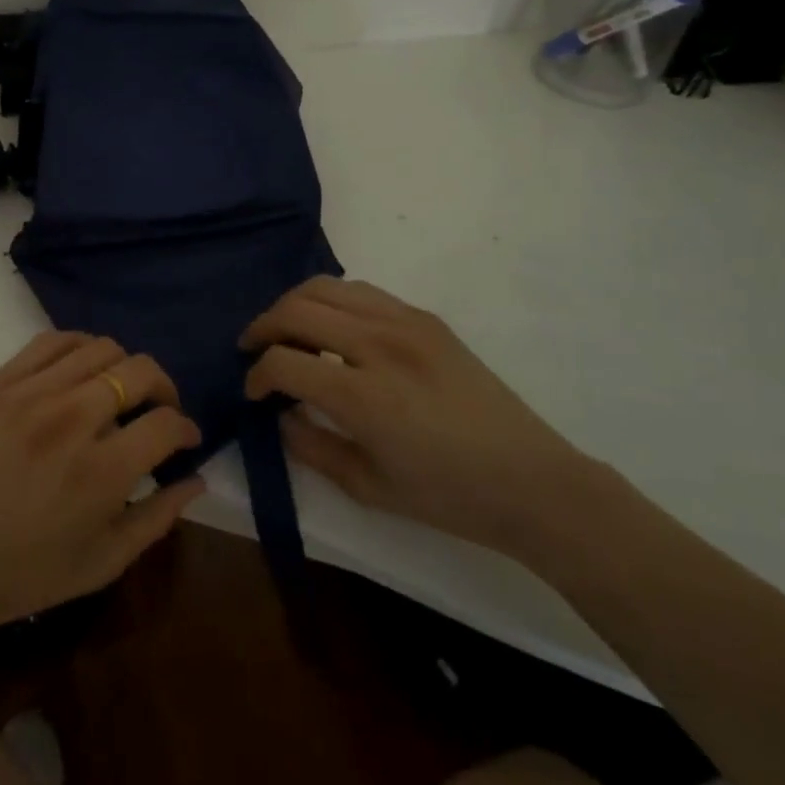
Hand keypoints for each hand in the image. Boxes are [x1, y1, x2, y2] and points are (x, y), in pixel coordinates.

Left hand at [0, 332, 204, 649]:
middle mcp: (72, 419)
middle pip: (140, 371)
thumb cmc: (23, 574)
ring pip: (101, 347)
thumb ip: (158, 517)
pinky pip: (52, 341)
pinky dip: (78, 347)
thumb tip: (197, 479)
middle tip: (159, 410)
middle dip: (164, 388)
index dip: (186, 429)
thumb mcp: (103, 563)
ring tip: (118, 391)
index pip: (166, 423)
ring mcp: (31, 394)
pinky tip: (80, 370)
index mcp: (103, 471)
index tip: (184, 440)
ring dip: (123, 367)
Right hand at [241, 277, 596, 562]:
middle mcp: (380, 345)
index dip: (257, 375)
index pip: (285, 362)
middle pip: (297, 309)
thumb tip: (281, 413)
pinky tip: (331, 326)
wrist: (531, 480)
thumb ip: (312, 448)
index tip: (254, 392)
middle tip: (253, 349)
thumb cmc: (448, 496)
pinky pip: (362, 292)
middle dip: (263, 327)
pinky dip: (332, 300)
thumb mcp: (369, 488)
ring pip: (326, 287)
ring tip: (285, 329)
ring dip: (293, 304)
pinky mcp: (425, 317)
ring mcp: (405, 323)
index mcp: (365, 397)